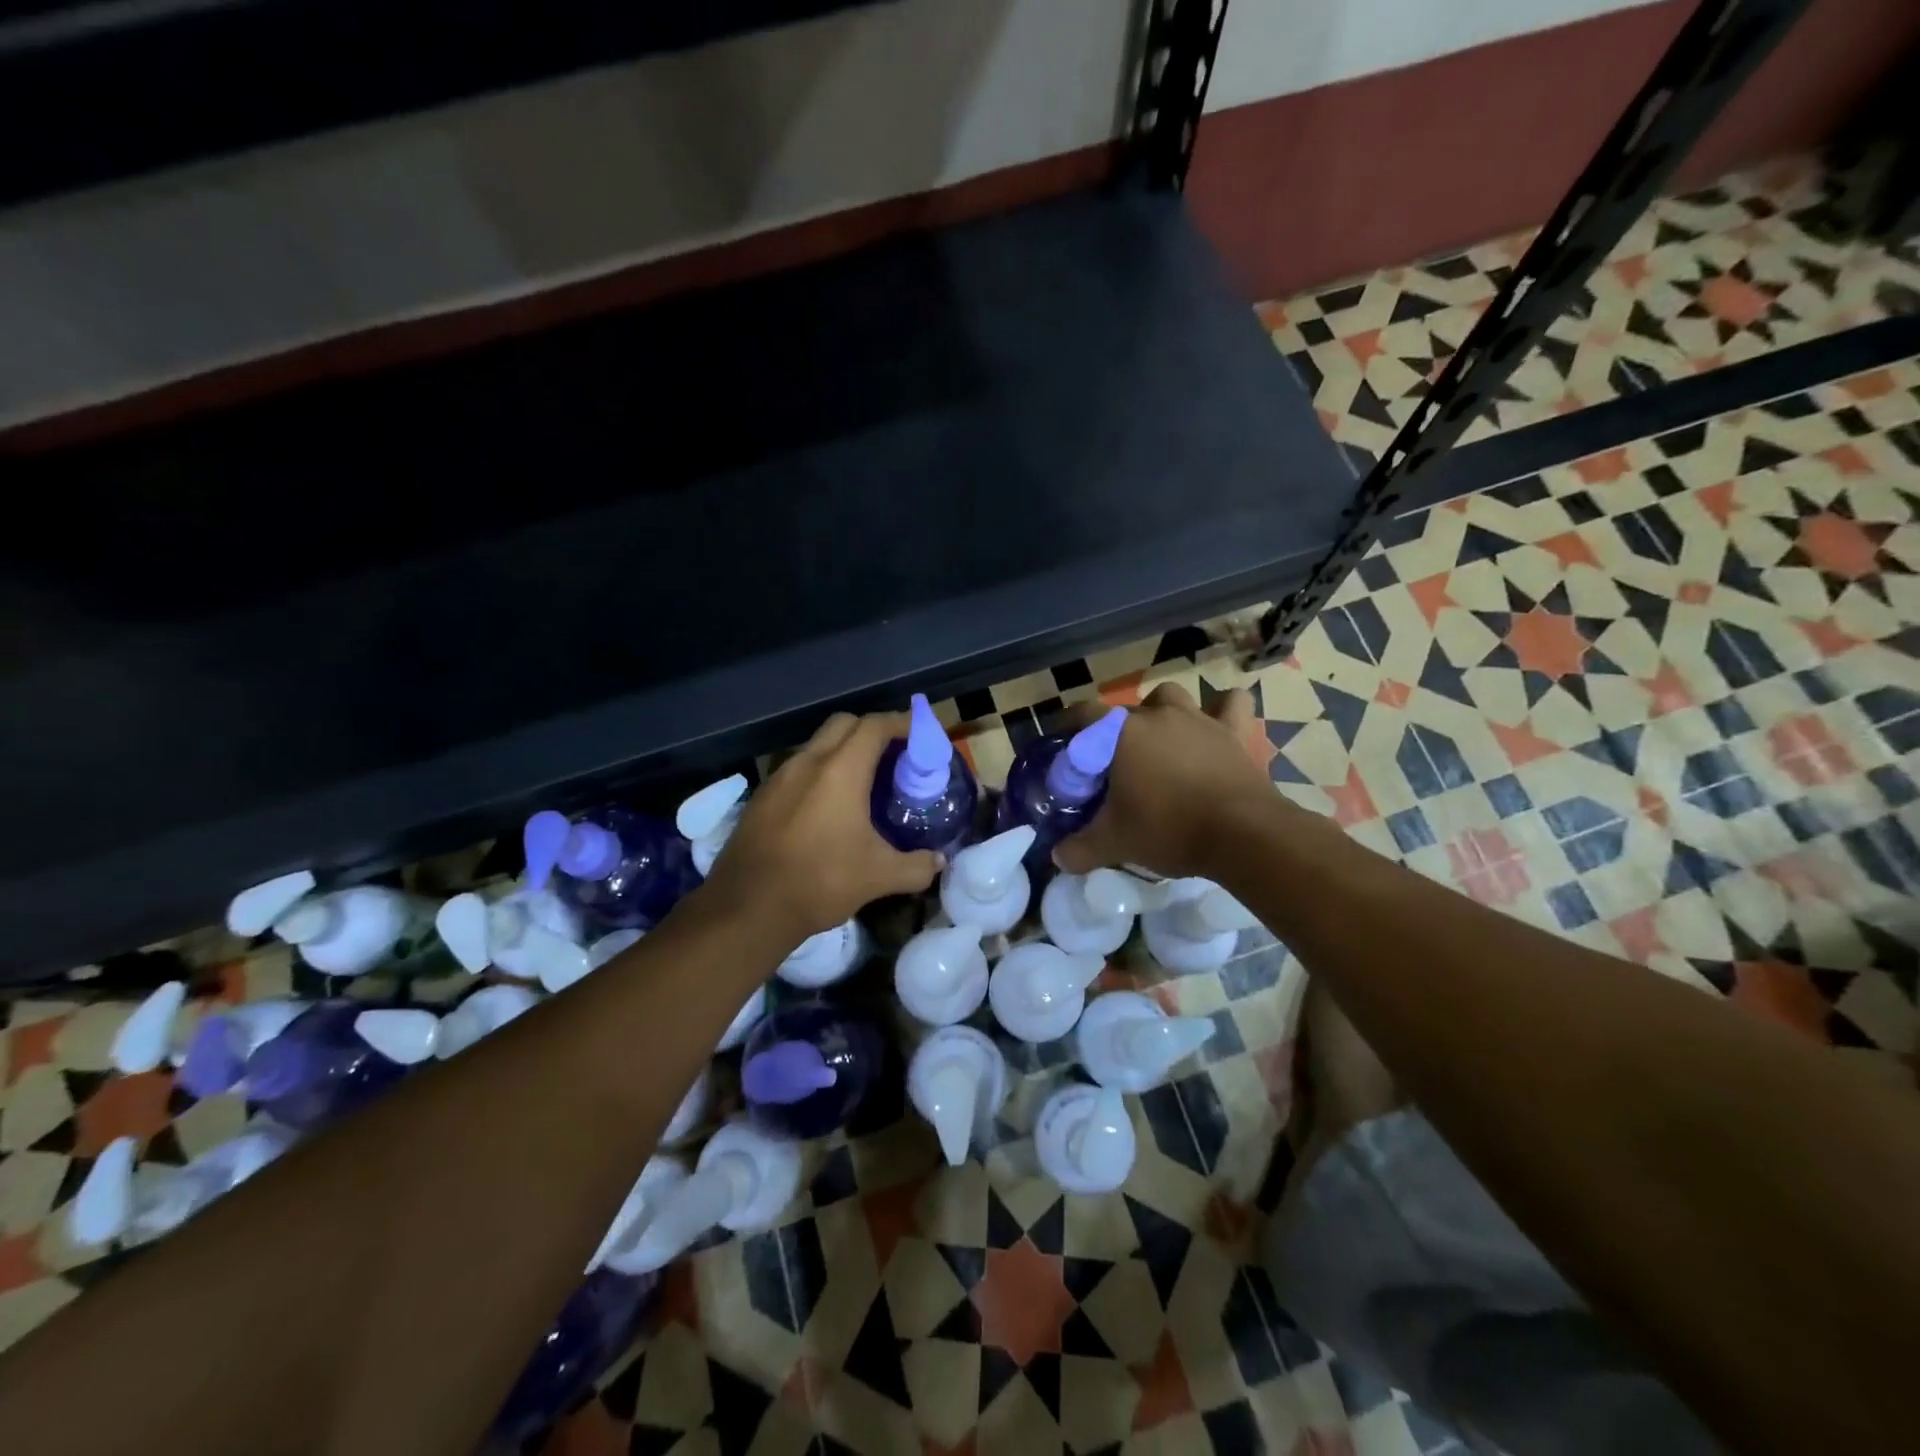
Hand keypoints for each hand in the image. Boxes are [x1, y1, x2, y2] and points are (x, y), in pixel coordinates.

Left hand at [701, 712, 943, 939]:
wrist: (747, 908)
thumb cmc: (820, 882)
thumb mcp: (879, 877)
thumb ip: (917, 865)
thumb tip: (938, 861)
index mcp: (840, 771)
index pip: (874, 726)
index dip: (902, 723)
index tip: (921, 735)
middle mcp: (807, 763)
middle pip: (844, 724)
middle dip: (872, 729)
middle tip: (895, 756)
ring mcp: (779, 777)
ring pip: (817, 745)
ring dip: (843, 751)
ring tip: (864, 781)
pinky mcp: (761, 797)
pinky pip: (798, 769)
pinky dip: (820, 772)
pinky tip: (828, 807)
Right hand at [1054, 683, 1272, 880]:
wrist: (1242, 834)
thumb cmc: (1169, 829)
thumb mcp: (1115, 844)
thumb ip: (1080, 849)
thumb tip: (1058, 856)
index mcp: (1122, 734)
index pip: (1084, 715)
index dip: (1070, 726)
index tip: (1065, 743)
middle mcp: (1159, 716)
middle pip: (1125, 710)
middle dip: (1113, 730)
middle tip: (1111, 761)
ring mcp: (1199, 719)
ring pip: (1171, 696)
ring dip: (1160, 711)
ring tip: (1158, 738)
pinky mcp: (1235, 731)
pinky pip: (1230, 704)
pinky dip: (1222, 709)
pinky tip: (1216, 723)